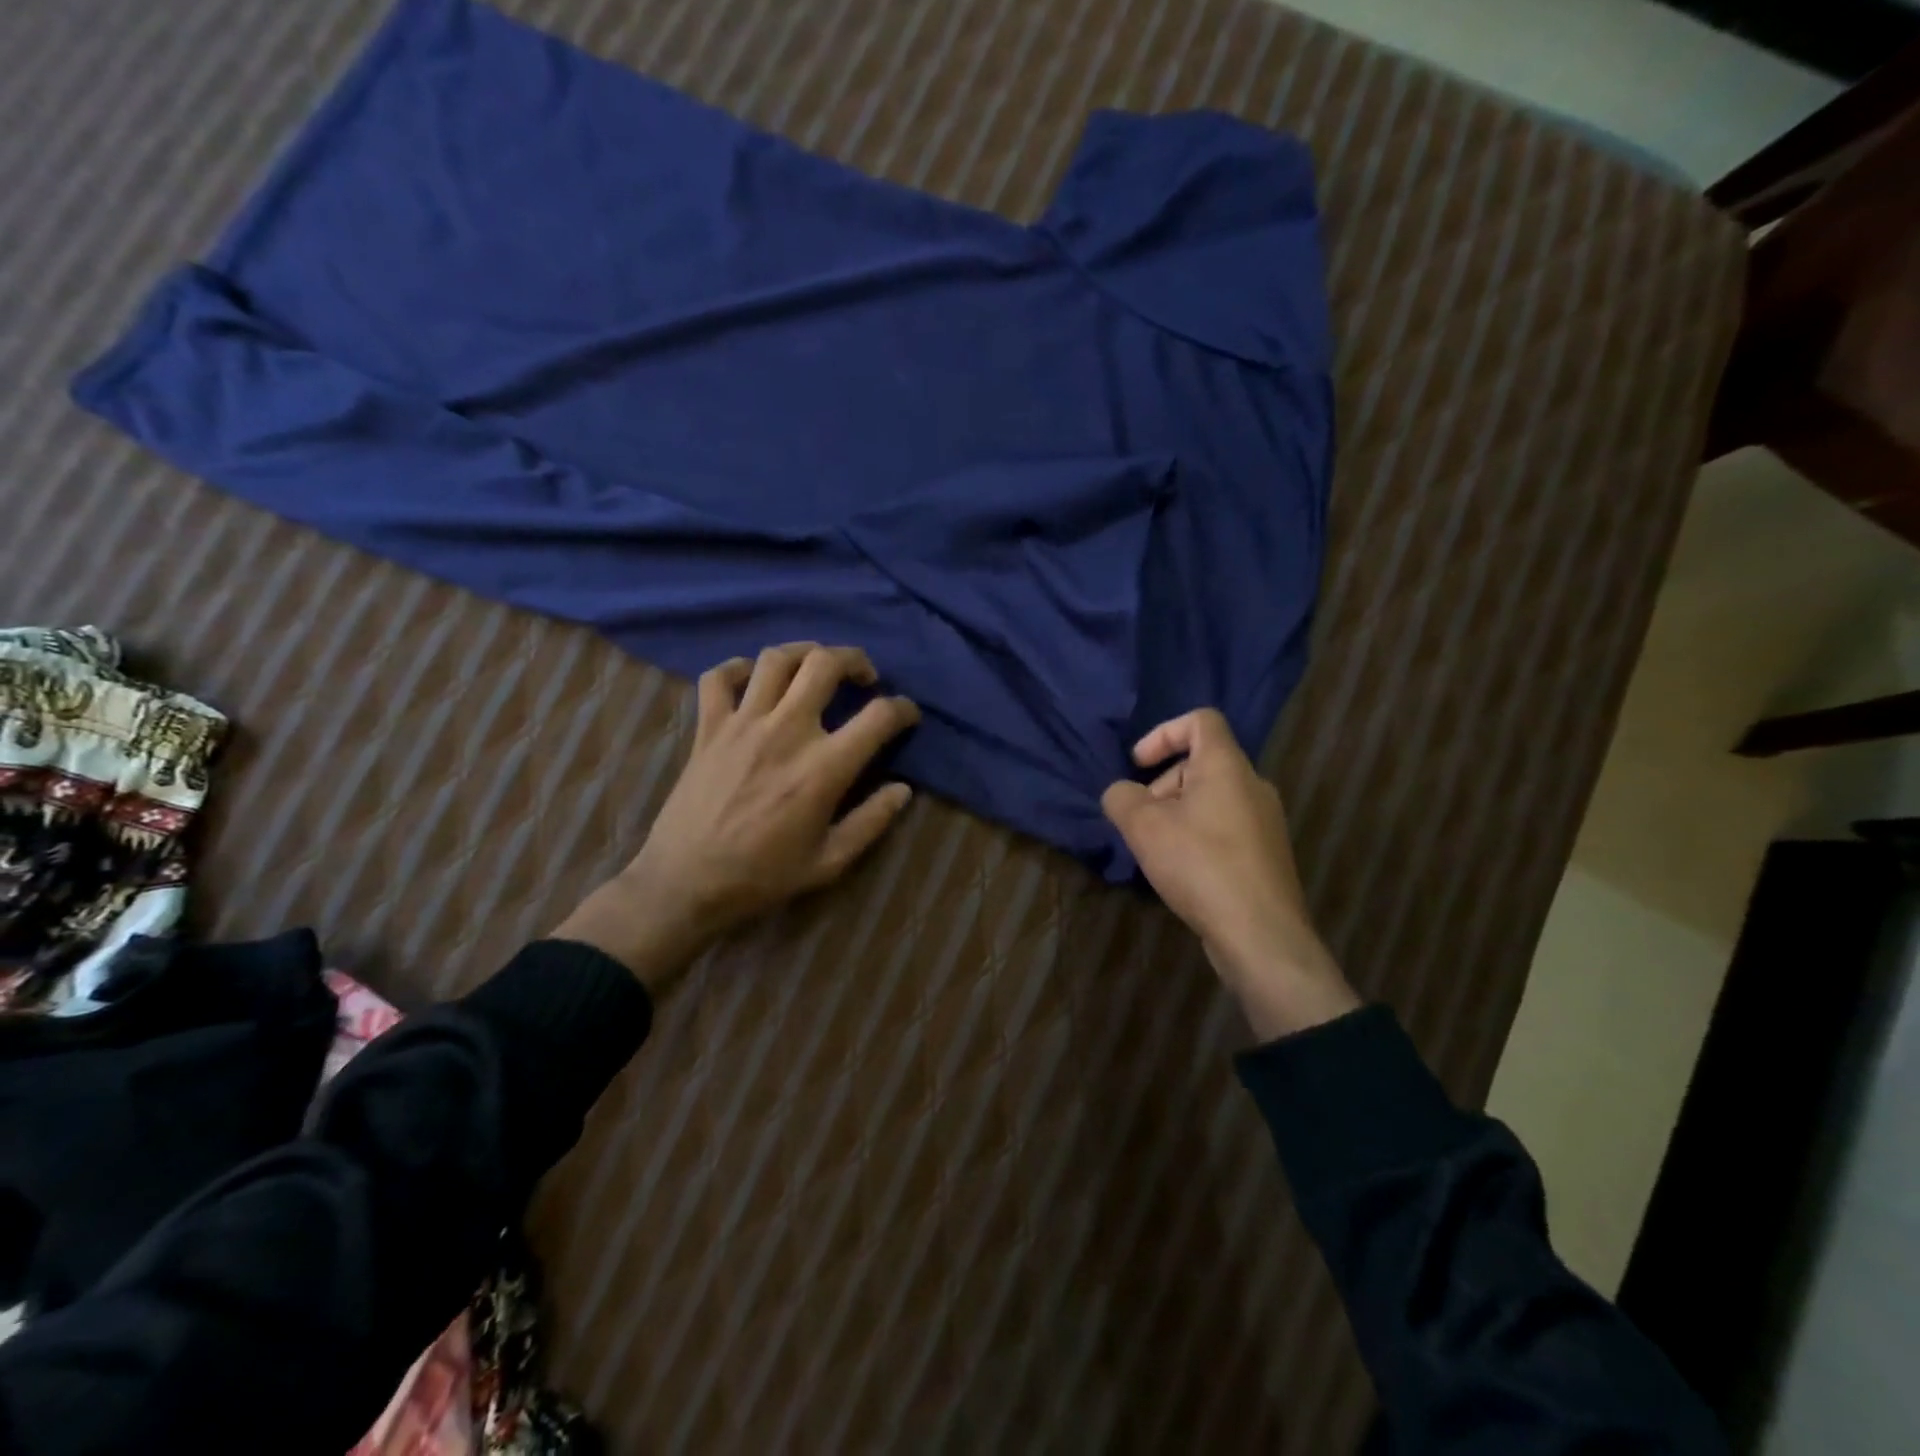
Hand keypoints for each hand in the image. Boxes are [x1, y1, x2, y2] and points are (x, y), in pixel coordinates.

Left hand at [556, 643, 919, 993]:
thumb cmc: (762, 876)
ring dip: (804, 652)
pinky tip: (753, 679)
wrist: (685, 883)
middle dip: (855, 659)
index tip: (908, 715)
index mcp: (823, 767)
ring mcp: (743, 724)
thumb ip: (872, 821)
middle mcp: (787, 731)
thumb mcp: (829, 862)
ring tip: (816, 666)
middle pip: (826, 664)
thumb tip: (903, 789)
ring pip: (776, 658)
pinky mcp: (708, 727)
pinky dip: (738, 668)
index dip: (903, 709)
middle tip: (864, 676)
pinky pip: (719, 677)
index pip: (879, 716)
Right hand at [1101, 709, 1358, 1039]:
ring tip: (1157, 849)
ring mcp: (1265, 820)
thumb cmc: (1199, 864)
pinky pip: (1225, 826)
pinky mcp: (1267, 853)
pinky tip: (1182, 870)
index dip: (1163, 732)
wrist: (1260, 932)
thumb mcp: (1143, 826)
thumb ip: (1121, 798)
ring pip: (1212, 798)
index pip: (1201, 720)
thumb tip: (1121, 793)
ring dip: (1178, 812)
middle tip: (1142, 818)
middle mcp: (1253, 785)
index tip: (1138, 764)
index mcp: (1227, 766)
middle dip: (1163, 783)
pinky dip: (1198, 834)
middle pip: (1202, 763)